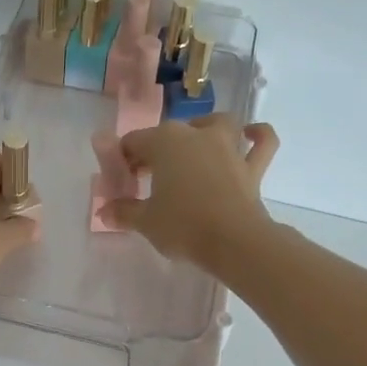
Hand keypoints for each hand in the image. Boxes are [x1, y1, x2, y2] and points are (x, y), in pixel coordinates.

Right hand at [105, 116, 279, 272]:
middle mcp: (196, 134)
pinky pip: (261, 142)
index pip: (133, 142)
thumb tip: (104, 211)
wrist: (234, 241)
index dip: (122, 161)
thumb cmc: (182, 225)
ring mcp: (227, 147)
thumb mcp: (145, 221)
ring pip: (216, 124)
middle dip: (154, 151)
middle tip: (146, 178)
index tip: (120, 182)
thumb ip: (124, 212)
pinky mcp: (252, 166)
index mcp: (164, 142)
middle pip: (168, 134)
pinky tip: (250, 134)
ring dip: (204, 130)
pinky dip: (257, 135)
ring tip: (194, 146)